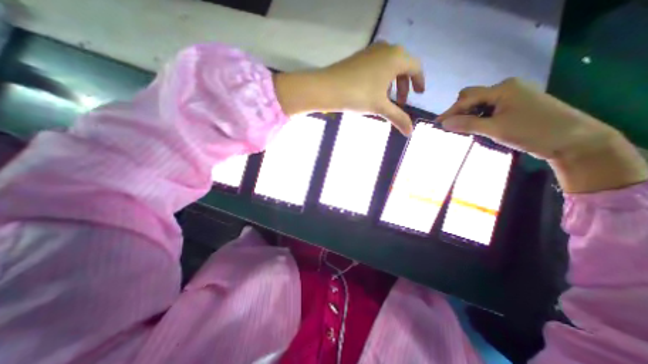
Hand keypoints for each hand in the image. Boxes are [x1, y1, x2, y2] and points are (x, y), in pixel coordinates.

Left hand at [275, 41, 422, 134]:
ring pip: (389, 67)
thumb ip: (398, 118)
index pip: (416, 68)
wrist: (328, 87)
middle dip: (404, 86)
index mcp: (396, 58)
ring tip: (387, 99)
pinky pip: (378, 66)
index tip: (419, 94)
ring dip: (392, 83)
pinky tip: (374, 91)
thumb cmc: (358, 95)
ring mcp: (372, 51)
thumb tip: (410, 133)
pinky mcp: (360, 56)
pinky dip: (381, 78)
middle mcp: (387, 49)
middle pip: (403, 67)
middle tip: (401, 102)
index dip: (419, 82)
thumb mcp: (380, 107)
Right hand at [438, 76, 644, 191]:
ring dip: (469, 115)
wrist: (574, 140)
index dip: (450, 111)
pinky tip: (478, 127)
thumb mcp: (495, 129)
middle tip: (452, 127)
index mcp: (502, 89)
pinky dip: (480, 117)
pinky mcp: (516, 105)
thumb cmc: (532, 131)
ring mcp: (513, 96)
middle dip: (459, 111)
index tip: (436, 124)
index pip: (467, 98)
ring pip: (481, 103)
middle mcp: (507, 88)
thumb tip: (444, 123)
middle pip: (473, 97)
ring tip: (463, 129)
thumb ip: (467, 124)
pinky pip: (490, 108)